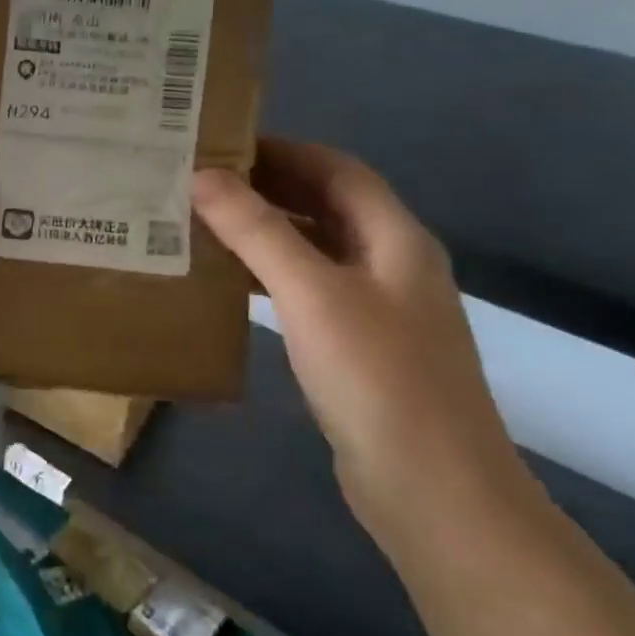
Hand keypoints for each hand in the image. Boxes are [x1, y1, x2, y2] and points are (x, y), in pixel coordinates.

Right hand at [192, 140, 522, 537]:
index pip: (337, 169)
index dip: (283, 150)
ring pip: (315, 249)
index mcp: (395, 239)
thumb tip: (201, 176)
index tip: (221, 144)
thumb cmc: (377, 378)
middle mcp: (392, 265)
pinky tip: (231, 284)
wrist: (433, 490)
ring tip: (204, 223)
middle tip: (201, 182)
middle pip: (327, 206)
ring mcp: (378, 310)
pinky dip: (270, 275)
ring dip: (266, 231)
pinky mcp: (359, 348)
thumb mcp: (312, 294)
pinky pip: (309, 291)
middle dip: (268, 187)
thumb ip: (257, 231)